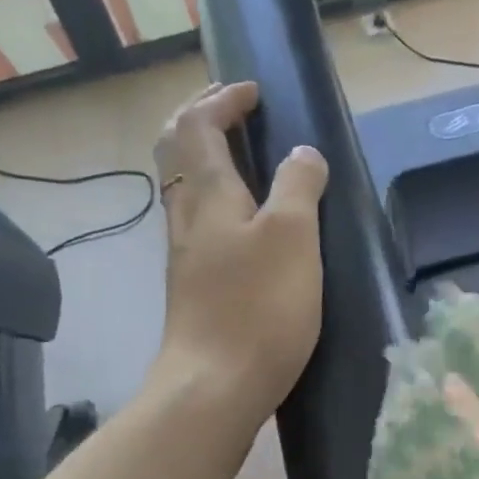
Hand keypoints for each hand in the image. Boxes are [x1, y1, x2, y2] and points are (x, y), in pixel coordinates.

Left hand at [151, 82, 328, 429]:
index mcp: (207, 194)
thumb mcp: (292, 237)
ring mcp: (185, 255)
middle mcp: (186, 217)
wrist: (214, 387)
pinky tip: (245, 223)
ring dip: (207, 161)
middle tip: (237, 113)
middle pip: (176, 151)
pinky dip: (217, 200)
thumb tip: (302, 155)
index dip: (222, 99)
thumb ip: (298, 186)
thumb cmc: (257, 307)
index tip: (254, 92)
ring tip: (246, 161)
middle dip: (202, 121)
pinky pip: (199, 223)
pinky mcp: (193, 287)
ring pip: (185, 189)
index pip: (198, 124)